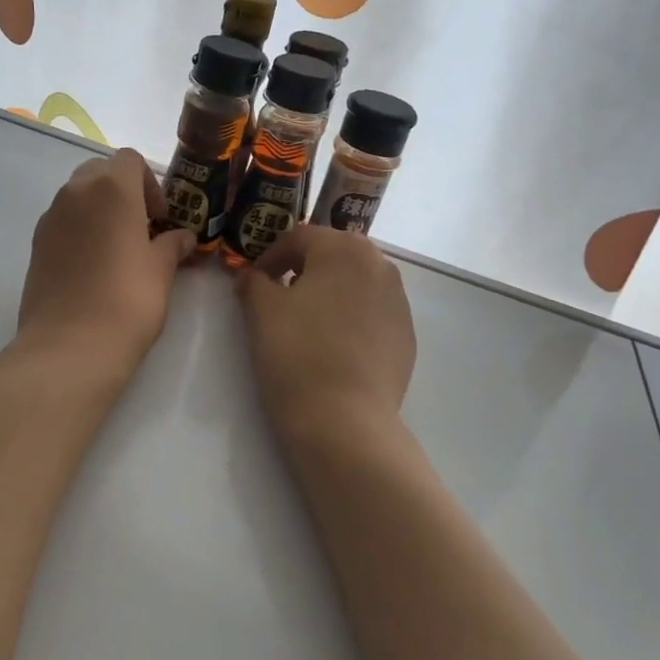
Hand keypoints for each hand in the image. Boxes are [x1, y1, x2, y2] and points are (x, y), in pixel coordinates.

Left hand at [17, 149, 194, 374]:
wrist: (69, 346)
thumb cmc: (127, 300)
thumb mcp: (161, 270)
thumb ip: (172, 245)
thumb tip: (182, 237)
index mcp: (111, 188)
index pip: (130, 159)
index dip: (149, 183)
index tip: (159, 218)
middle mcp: (75, 193)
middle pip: (100, 172)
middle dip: (122, 191)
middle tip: (140, 228)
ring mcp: (50, 218)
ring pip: (77, 196)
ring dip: (99, 211)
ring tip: (117, 251)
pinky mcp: (35, 245)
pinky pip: (62, 222)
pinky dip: (79, 231)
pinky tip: (92, 268)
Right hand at [236, 225, 416, 452]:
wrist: (346, 422)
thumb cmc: (297, 354)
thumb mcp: (261, 311)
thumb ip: (254, 282)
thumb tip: (253, 277)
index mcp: (344, 248)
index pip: (299, 237)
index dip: (270, 256)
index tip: (252, 281)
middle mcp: (379, 265)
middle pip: (333, 254)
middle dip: (303, 268)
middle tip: (278, 294)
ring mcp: (399, 301)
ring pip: (355, 282)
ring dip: (329, 290)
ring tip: (305, 320)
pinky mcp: (407, 335)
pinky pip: (372, 311)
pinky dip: (350, 316)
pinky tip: (332, 346)